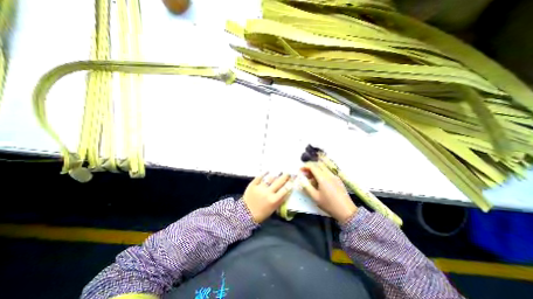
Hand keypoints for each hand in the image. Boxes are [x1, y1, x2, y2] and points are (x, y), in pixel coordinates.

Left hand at [243, 171, 293, 222]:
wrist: (245, 214)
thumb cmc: (261, 213)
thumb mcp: (273, 209)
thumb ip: (279, 200)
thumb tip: (285, 191)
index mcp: (274, 200)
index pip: (285, 190)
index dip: (289, 184)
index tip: (292, 180)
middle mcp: (268, 193)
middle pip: (279, 182)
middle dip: (285, 177)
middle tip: (288, 173)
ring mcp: (260, 188)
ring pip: (270, 178)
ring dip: (275, 175)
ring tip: (279, 171)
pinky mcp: (253, 185)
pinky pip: (259, 177)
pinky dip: (264, 173)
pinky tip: (267, 170)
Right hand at [299, 162, 357, 223]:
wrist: (347, 211)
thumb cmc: (329, 205)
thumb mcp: (315, 197)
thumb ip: (307, 187)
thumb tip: (301, 179)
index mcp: (323, 178)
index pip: (312, 166)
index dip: (305, 166)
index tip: (300, 171)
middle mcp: (329, 174)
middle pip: (318, 165)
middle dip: (310, 167)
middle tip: (305, 173)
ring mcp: (334, 176)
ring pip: (323, 168)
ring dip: (316, 170)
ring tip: (311, 178)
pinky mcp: (338, 179)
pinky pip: (327, 172)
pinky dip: (321, 173)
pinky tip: (319, 182)